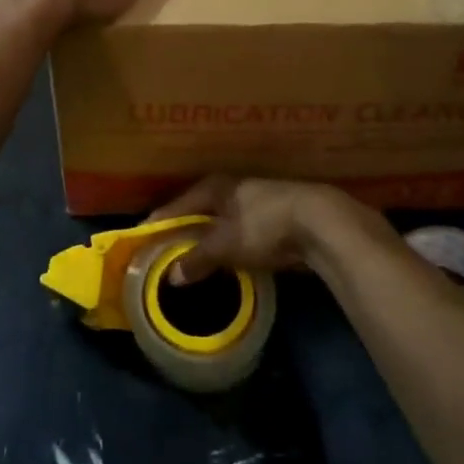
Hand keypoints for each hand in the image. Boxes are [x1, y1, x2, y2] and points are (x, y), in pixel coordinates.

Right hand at [149, 177, 383, 284]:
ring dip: (209, 237)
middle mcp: (233, 187)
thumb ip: (196, 259)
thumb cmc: (263, 226)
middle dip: (184, 228)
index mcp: (215, 186)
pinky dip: (231, 242)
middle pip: (200, 209)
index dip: (160, 222)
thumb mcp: (224, 245)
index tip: (142, 238)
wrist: (321, 223)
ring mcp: (257, 199)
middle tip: (165, 250)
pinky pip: (242, 230)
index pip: (178, 204)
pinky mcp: (276, 216)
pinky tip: (228, 257)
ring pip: (223, 220)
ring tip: (193, 256)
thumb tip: (171, 277)